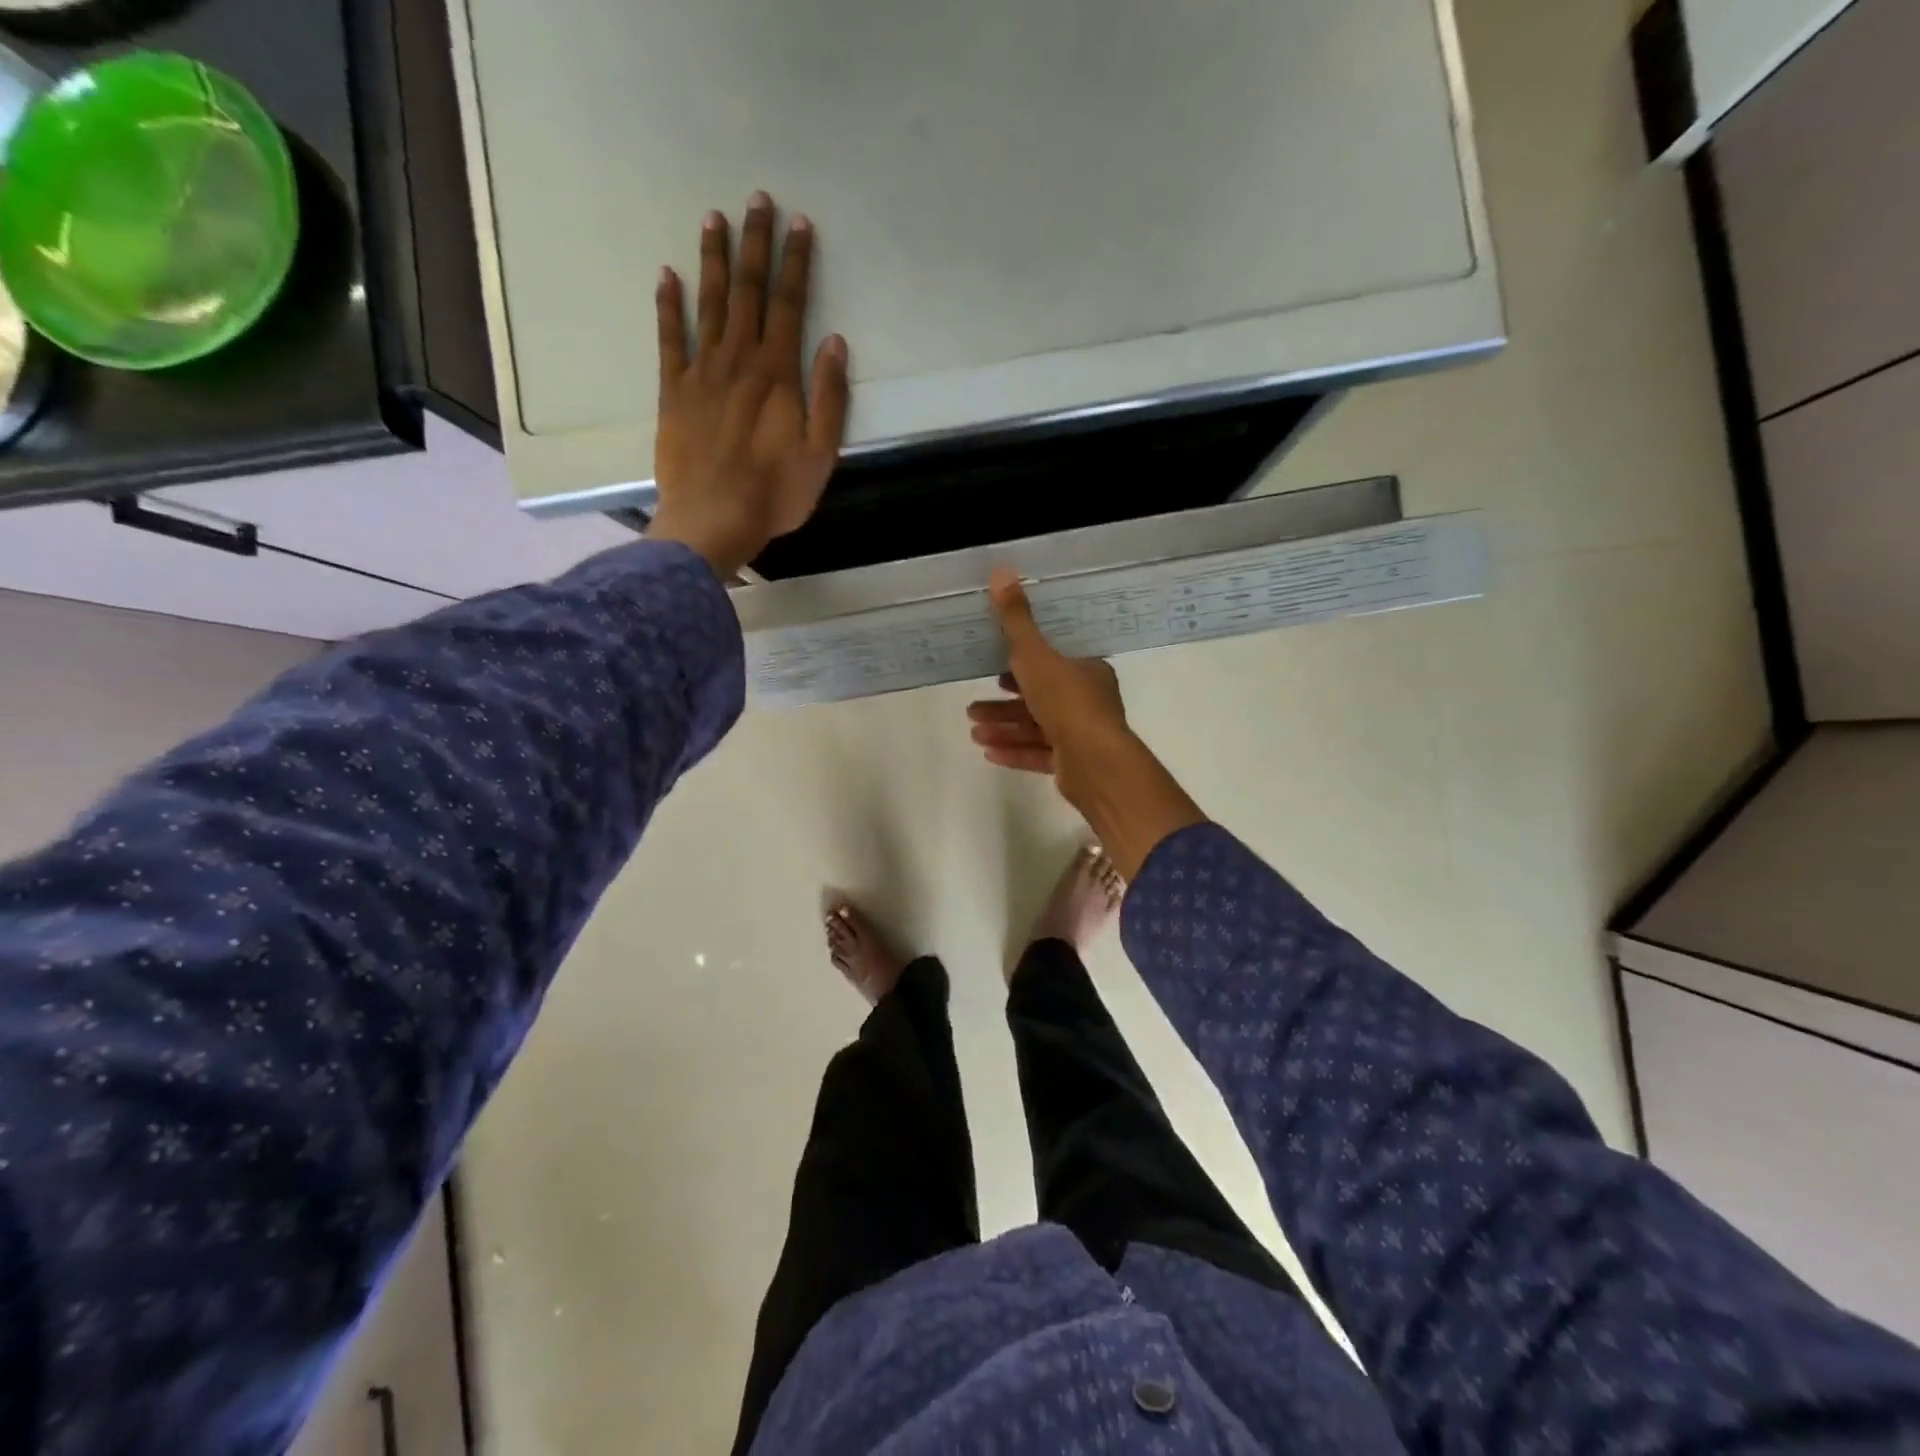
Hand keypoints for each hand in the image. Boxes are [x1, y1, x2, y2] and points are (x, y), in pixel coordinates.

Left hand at [647, 193, 849, 576]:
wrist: (713, 520)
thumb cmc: (775, 494)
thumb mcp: (820, 454)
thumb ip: (828, 397)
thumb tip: (834, 342)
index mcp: (778, 375)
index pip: (790, 306)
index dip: (796, 264)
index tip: (800, 224)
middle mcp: (739, 361)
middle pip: (748, 292)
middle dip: (755, 245)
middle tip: (758, 199)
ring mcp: (702, 373)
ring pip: (709, 304)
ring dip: (713, 260)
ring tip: (714, 218)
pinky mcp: (673, 392)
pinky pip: (670, 339)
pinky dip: (668, 305)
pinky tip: (667, 275)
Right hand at [968, 569, 1205, 879]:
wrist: (1095, 763)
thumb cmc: (1067, 702)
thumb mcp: (1036, 655)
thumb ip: (1016, 620)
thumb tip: (1002, 569)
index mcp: (1087, 672)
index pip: (1053, 663)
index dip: (1024, 664)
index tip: (997, 670)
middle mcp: (1088, 702)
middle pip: (1040, 697)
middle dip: (1005, 703)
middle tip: (974, 706)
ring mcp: (1082, 736)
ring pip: (1037, 728)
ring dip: (1005, 727)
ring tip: (973, 730)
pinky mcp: (1073, 765)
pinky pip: (1039, 754)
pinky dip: (1015, 751)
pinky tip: (988, 752)